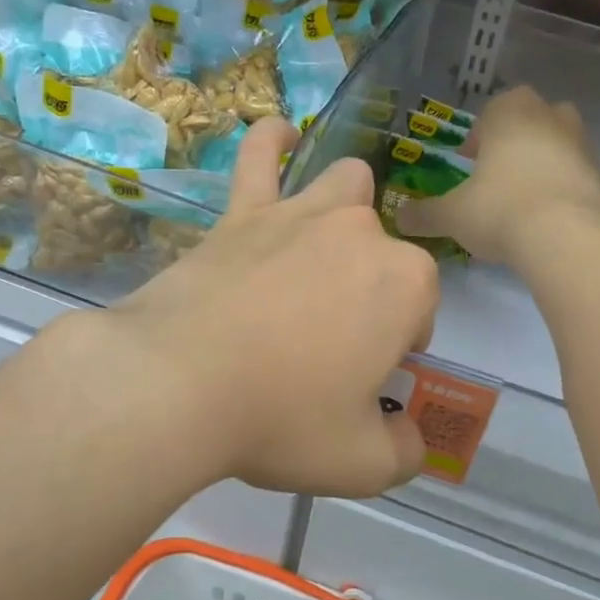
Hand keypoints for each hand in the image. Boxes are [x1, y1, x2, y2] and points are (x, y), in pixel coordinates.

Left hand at [93, 117, 439, 496]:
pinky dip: (273, 143)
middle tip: (335, 339)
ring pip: (346, 188)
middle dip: (375, 288)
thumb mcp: (362, 463)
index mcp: (405, 284)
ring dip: (347, 212)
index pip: (423, 309)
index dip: (402, 345)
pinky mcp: (242, 213)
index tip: (369, 379)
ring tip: (327, 248)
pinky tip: (280, 135)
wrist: (176, 385)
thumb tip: (409, 437)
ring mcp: (299, 213)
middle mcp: (361, 233)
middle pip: (386, 253)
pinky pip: (260, 157)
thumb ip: (404, 450)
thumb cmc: (281, 420)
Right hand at [395, 87, 599, 267]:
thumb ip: (424, 214)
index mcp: (510, 112)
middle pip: (529, 119)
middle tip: (495, 175)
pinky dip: (561, 185)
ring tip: (521, 197)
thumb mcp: (452, 215)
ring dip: (541, 160)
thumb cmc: (499, 210)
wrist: (566, 238)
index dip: (477, 136)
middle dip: (514, 141)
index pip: (491, 110)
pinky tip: (546, 216)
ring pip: (557, 142)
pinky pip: (575, 172)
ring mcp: (582, 143)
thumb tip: (399, 218)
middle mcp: (549, 116)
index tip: (468, 162)